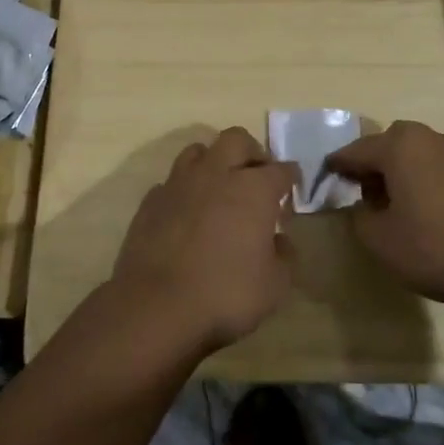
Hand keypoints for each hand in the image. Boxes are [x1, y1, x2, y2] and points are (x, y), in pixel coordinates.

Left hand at [111, 128, 297, 356]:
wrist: (157, 305)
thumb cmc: (226, 293)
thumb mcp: (275, 285)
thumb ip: (284, 256)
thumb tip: (280, 239)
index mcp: (254, 189)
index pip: (281, 170)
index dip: (290, 177)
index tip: (292, 186)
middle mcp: (217, 174)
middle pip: (237, 139)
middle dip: (252, 151)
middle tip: (257, 175)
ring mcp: (180, 183)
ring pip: (199, 151)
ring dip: (214, 161)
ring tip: (219, 186)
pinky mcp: (151, 200)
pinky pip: (172, 181)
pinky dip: (185, 190)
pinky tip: (187, 212)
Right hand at [328, 121, 443, 304]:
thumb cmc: (436, 246)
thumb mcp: (381, 241)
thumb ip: (359, 218)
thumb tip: (361, 206)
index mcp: (397, 146)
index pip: (354, 151)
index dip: (336, 168)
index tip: (325, 182)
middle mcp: (425, 137)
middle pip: (386, 145)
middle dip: (371, 167)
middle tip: (364, 197)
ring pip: (413, 154)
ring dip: (399, 172)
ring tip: (396, 207)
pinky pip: (436, 165)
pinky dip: (423, 179)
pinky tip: (426, 209)